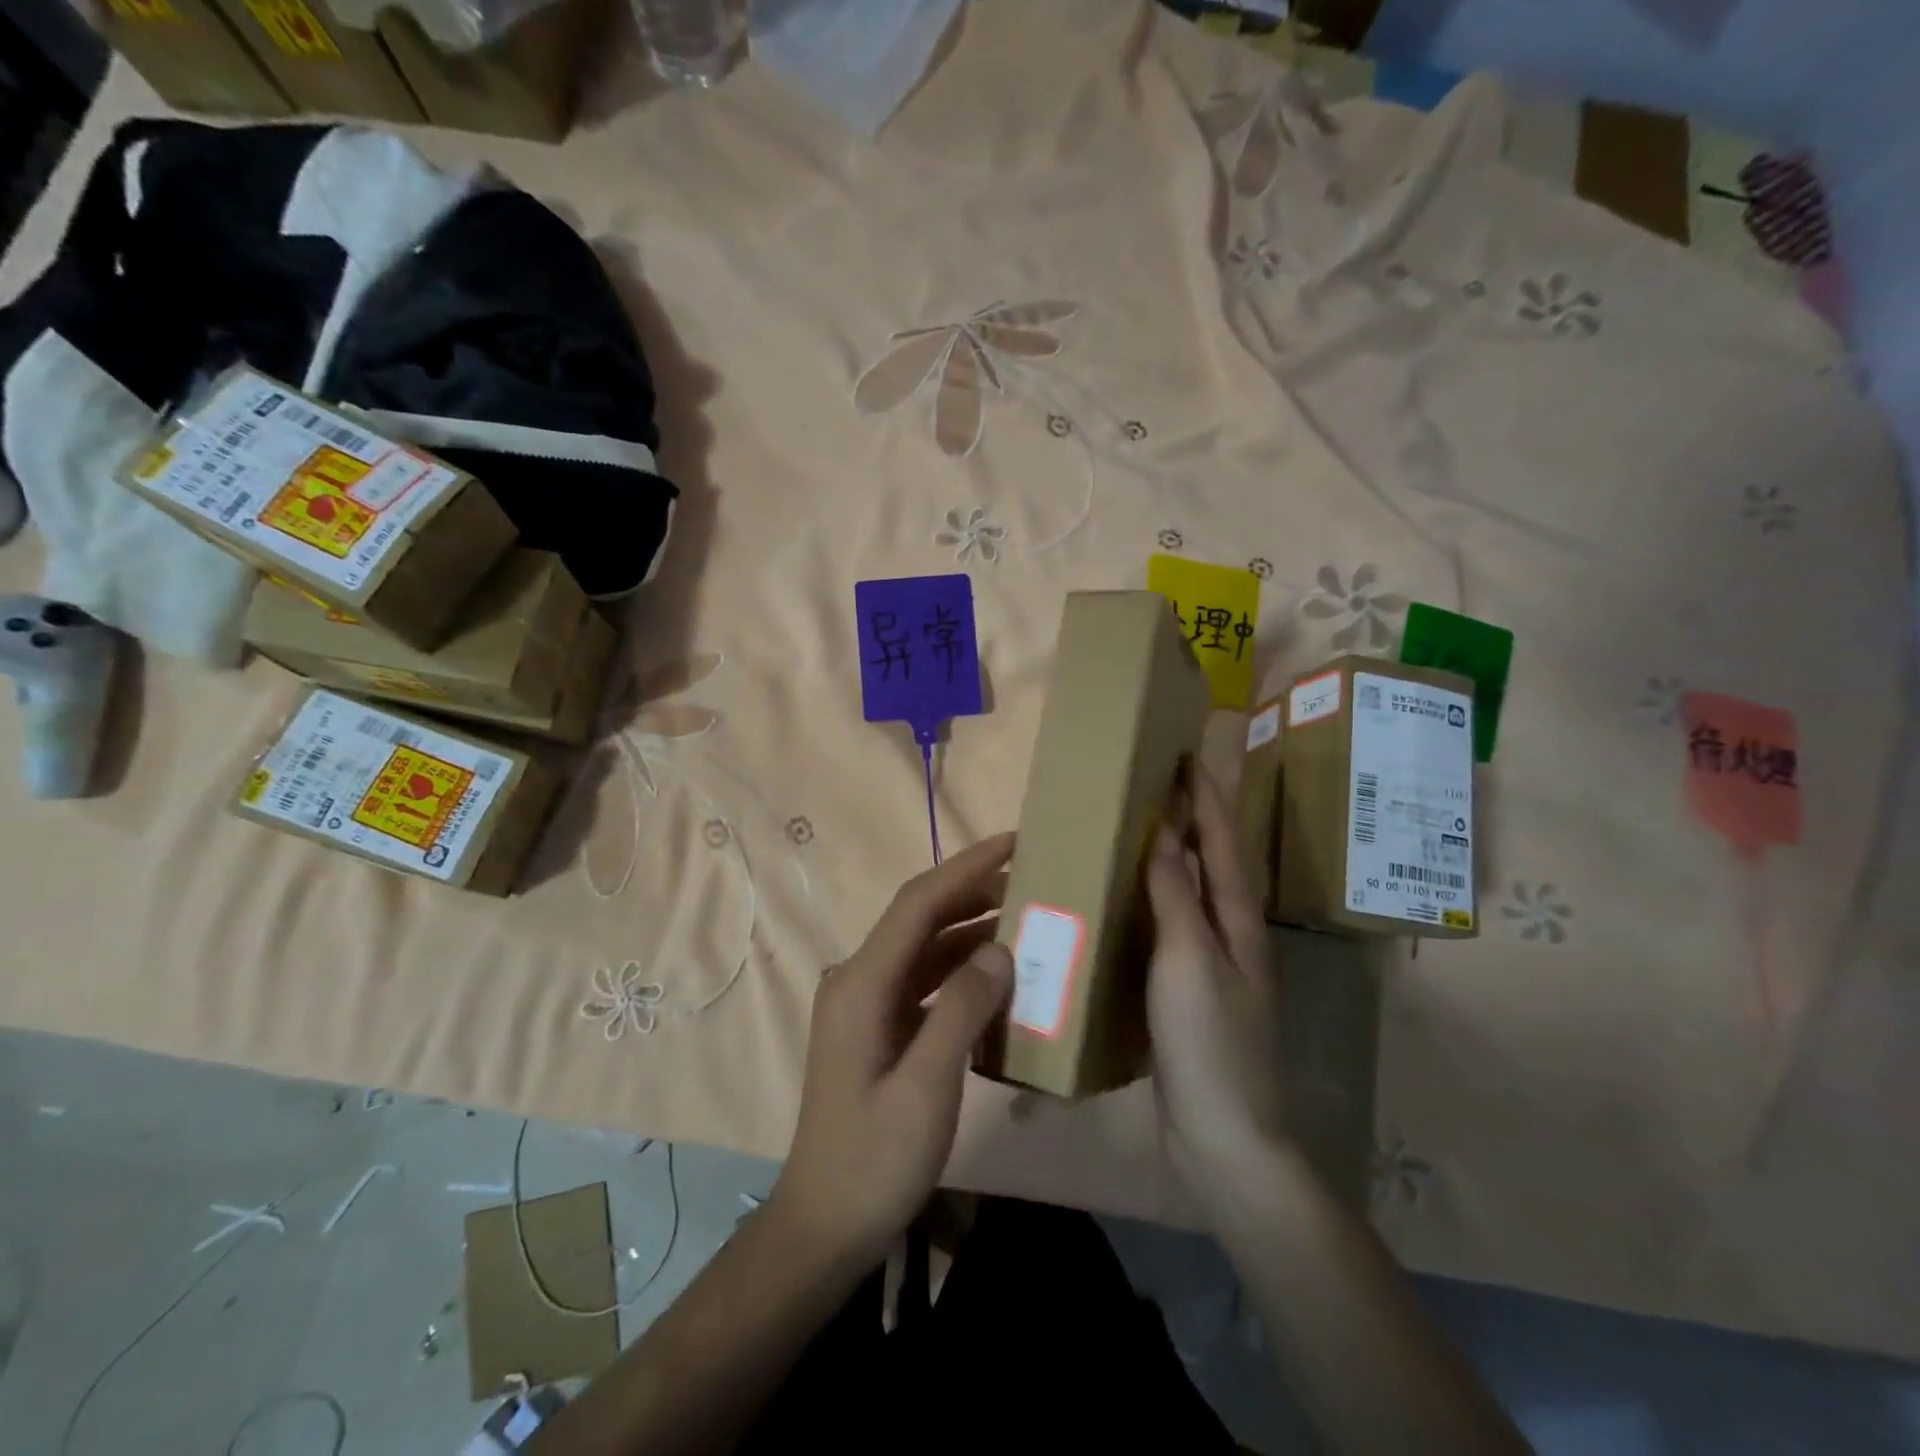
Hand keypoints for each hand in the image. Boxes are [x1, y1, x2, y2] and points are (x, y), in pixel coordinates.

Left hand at [768, 832, 1015, 1274]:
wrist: (825, 1225)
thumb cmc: (874, 1161)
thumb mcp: (927, 1089)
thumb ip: (962, 1011)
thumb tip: (1000, 949)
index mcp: (862, 984)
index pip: (919, 903)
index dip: (966, 867)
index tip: (1014, 841)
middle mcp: (858, 979)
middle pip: (919, 917)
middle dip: (973, 889)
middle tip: (1030, 874)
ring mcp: (866, 1003)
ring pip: (923, 946)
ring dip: (969, 927)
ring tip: (1024, 913)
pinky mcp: (878, 1026)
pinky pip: (924, 979)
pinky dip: (960, 966)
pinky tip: (996, 971)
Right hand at [1145, 766, 1288, 1208]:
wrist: (1224, 1138)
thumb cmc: (1210, 1042)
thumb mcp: (1189, 960)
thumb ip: (1176, 895)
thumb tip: (1164, 831)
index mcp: (1238, 921)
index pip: (1223, 843)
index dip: (1206, 798)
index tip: (1187, 755)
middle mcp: (1229, 936)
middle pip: (1212, 864)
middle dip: (1192, 820)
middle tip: (1157, 784)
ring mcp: (1209, 967)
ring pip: (1190, 896)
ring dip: (1171, 858)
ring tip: (1136, 830)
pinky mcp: (1185, 994)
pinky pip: (1167, 930)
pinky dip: (1151, 903)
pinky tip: (1124, 903)